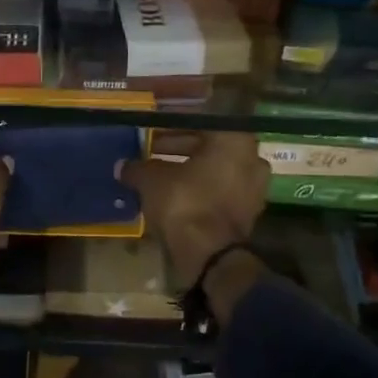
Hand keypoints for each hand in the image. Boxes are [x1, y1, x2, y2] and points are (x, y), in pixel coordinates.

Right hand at [119, 132, 269, 324]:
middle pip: (209, 146)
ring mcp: (254, 187)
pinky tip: (173, 196)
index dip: (171, 126)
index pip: (200, 121)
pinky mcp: (249, 212)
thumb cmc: (184, 203)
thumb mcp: (151, 180)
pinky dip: (199, 190)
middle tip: (151, 151)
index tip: (152, 132)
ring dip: (188, 170)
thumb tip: (122, 165)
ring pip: (215, 169)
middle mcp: (251, 157)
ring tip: (158, 175)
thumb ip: (138, 168)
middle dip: (179, 148)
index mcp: (233, 139)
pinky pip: (219, 191)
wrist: (210, 256)